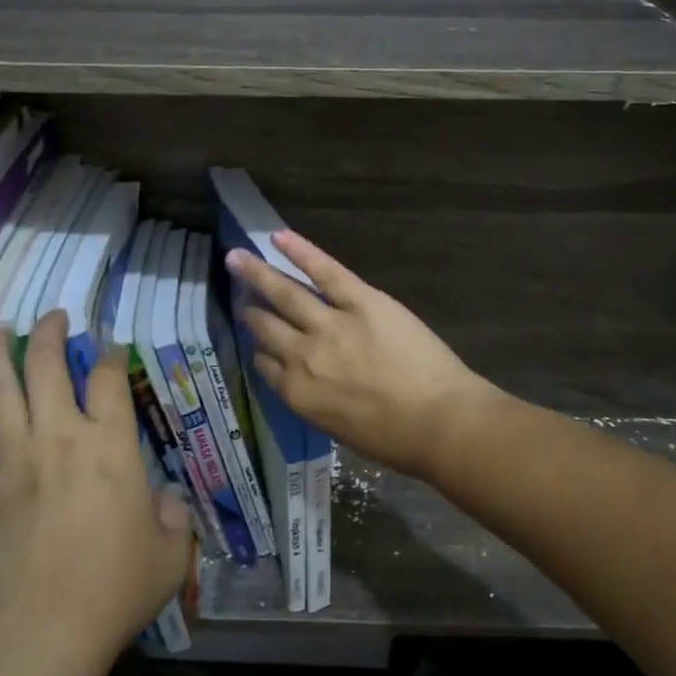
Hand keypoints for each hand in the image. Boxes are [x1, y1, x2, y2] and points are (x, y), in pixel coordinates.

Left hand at [0, 313, 192, 666]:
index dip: (109, 356)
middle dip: (49, 334)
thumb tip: (167, 499)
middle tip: (50, 317)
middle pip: (47, 367)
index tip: (110, 349)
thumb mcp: (169, 552)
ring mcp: (14, 459)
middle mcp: (60, 438)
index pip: (108, 380)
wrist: (43, 632)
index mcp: (110, 446)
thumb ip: (173, 517)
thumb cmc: (116, 588)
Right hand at [224, 231, 494, 479]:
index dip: (260, 349)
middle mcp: (302, 356)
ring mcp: (329, 325)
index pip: (265, 364)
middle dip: (250, 312)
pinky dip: (301, 251)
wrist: (438, 421)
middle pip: (266, 328)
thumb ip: (315, 400)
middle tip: (241, 297)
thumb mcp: (338, 429)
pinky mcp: (359, 301)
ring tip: (237, 258)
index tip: (258, 339)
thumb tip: (307, 380)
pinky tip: (278, 237)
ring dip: (257, 274)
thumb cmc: (395, 438)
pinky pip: (324, 271)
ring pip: (284, 294)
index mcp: (297, 393)